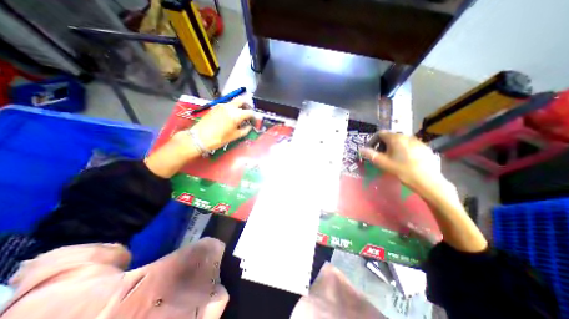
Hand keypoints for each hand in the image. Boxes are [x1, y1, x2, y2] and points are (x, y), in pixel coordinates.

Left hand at [188, 100, 252, 151]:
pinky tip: (231, 115)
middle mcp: (230, 107)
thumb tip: (249, 126)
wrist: (200, 137)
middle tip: (249, 112)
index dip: (254, 116)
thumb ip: (245, 130)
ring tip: (241, 115)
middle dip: (247, 105)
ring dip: (239, 106)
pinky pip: (227, 104)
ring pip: (234, 101)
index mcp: (236, 115)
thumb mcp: (235, 136)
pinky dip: (232, 108)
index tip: (254, 120)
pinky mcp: (215, 107)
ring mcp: (221, 105)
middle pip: (242, 100)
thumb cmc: (219, 138)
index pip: (249, 112)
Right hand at [359, 131, 460, 205]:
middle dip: (383, 144)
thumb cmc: (402, 171)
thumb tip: (361, 149)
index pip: (381, 133)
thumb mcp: (383, 163)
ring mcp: (417, 141)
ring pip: (401, 141)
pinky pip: (410, 145)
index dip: (374, 140)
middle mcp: (407, 136)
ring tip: (393, 158)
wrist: (428, 181)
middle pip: (391, 136)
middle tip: (382, 156)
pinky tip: (405, 160)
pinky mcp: (425, 147)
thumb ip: (371, 155)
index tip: (372, 150)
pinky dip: (404, 149)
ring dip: (394, 147)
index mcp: (395, 138)